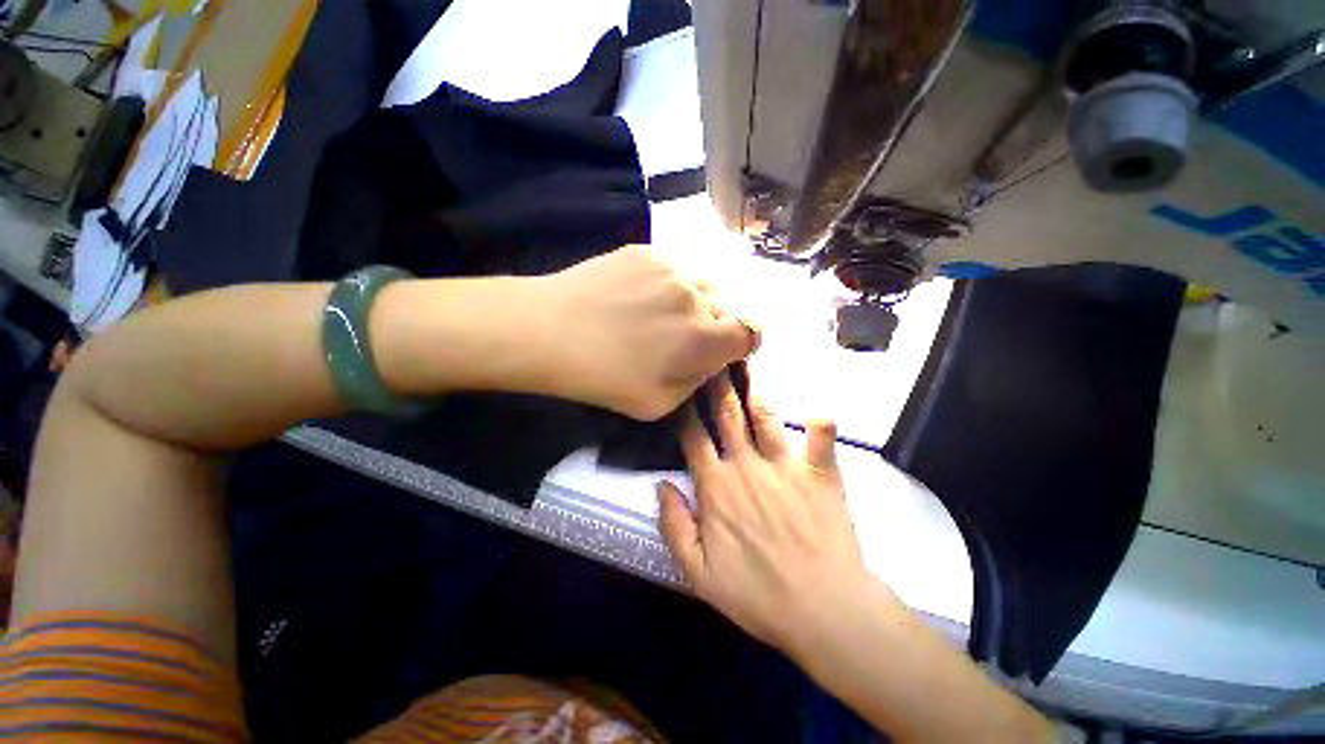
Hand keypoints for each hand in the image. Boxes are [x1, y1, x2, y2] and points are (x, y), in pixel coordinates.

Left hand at [536, 246, 757, 419]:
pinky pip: (674, 269)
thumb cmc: (604, 379)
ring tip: (663, 314)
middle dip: (716, 324)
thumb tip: (709, 360)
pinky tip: (639, 296)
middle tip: (686, 337)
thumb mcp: (660, 404)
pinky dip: (669, 285)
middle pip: (728, 307)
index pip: (752, 332)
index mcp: (704, 338)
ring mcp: (672, 268)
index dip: (744, 341)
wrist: (550, 332)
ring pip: (703, 284)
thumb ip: (697, 382)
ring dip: (695, 302)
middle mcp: (697, 296)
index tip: (727, 348)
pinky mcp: (647, 252)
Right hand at [657, 370, 883, 652]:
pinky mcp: (820, 474)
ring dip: (755, 388)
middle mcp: (747, 466)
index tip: (681, 387)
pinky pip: (821, 438)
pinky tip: (818, 403)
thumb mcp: (698, 572)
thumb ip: (674, 525)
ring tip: (748, 361)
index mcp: (717, 487)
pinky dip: (820, 420)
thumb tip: (661, 484)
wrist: (822, 610)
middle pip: (727, 415)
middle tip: (712, 355)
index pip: (694, 437)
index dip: (685, 410)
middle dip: (716, 384)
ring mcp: (785, 466)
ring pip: (765, 416)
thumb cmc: (757, 594)